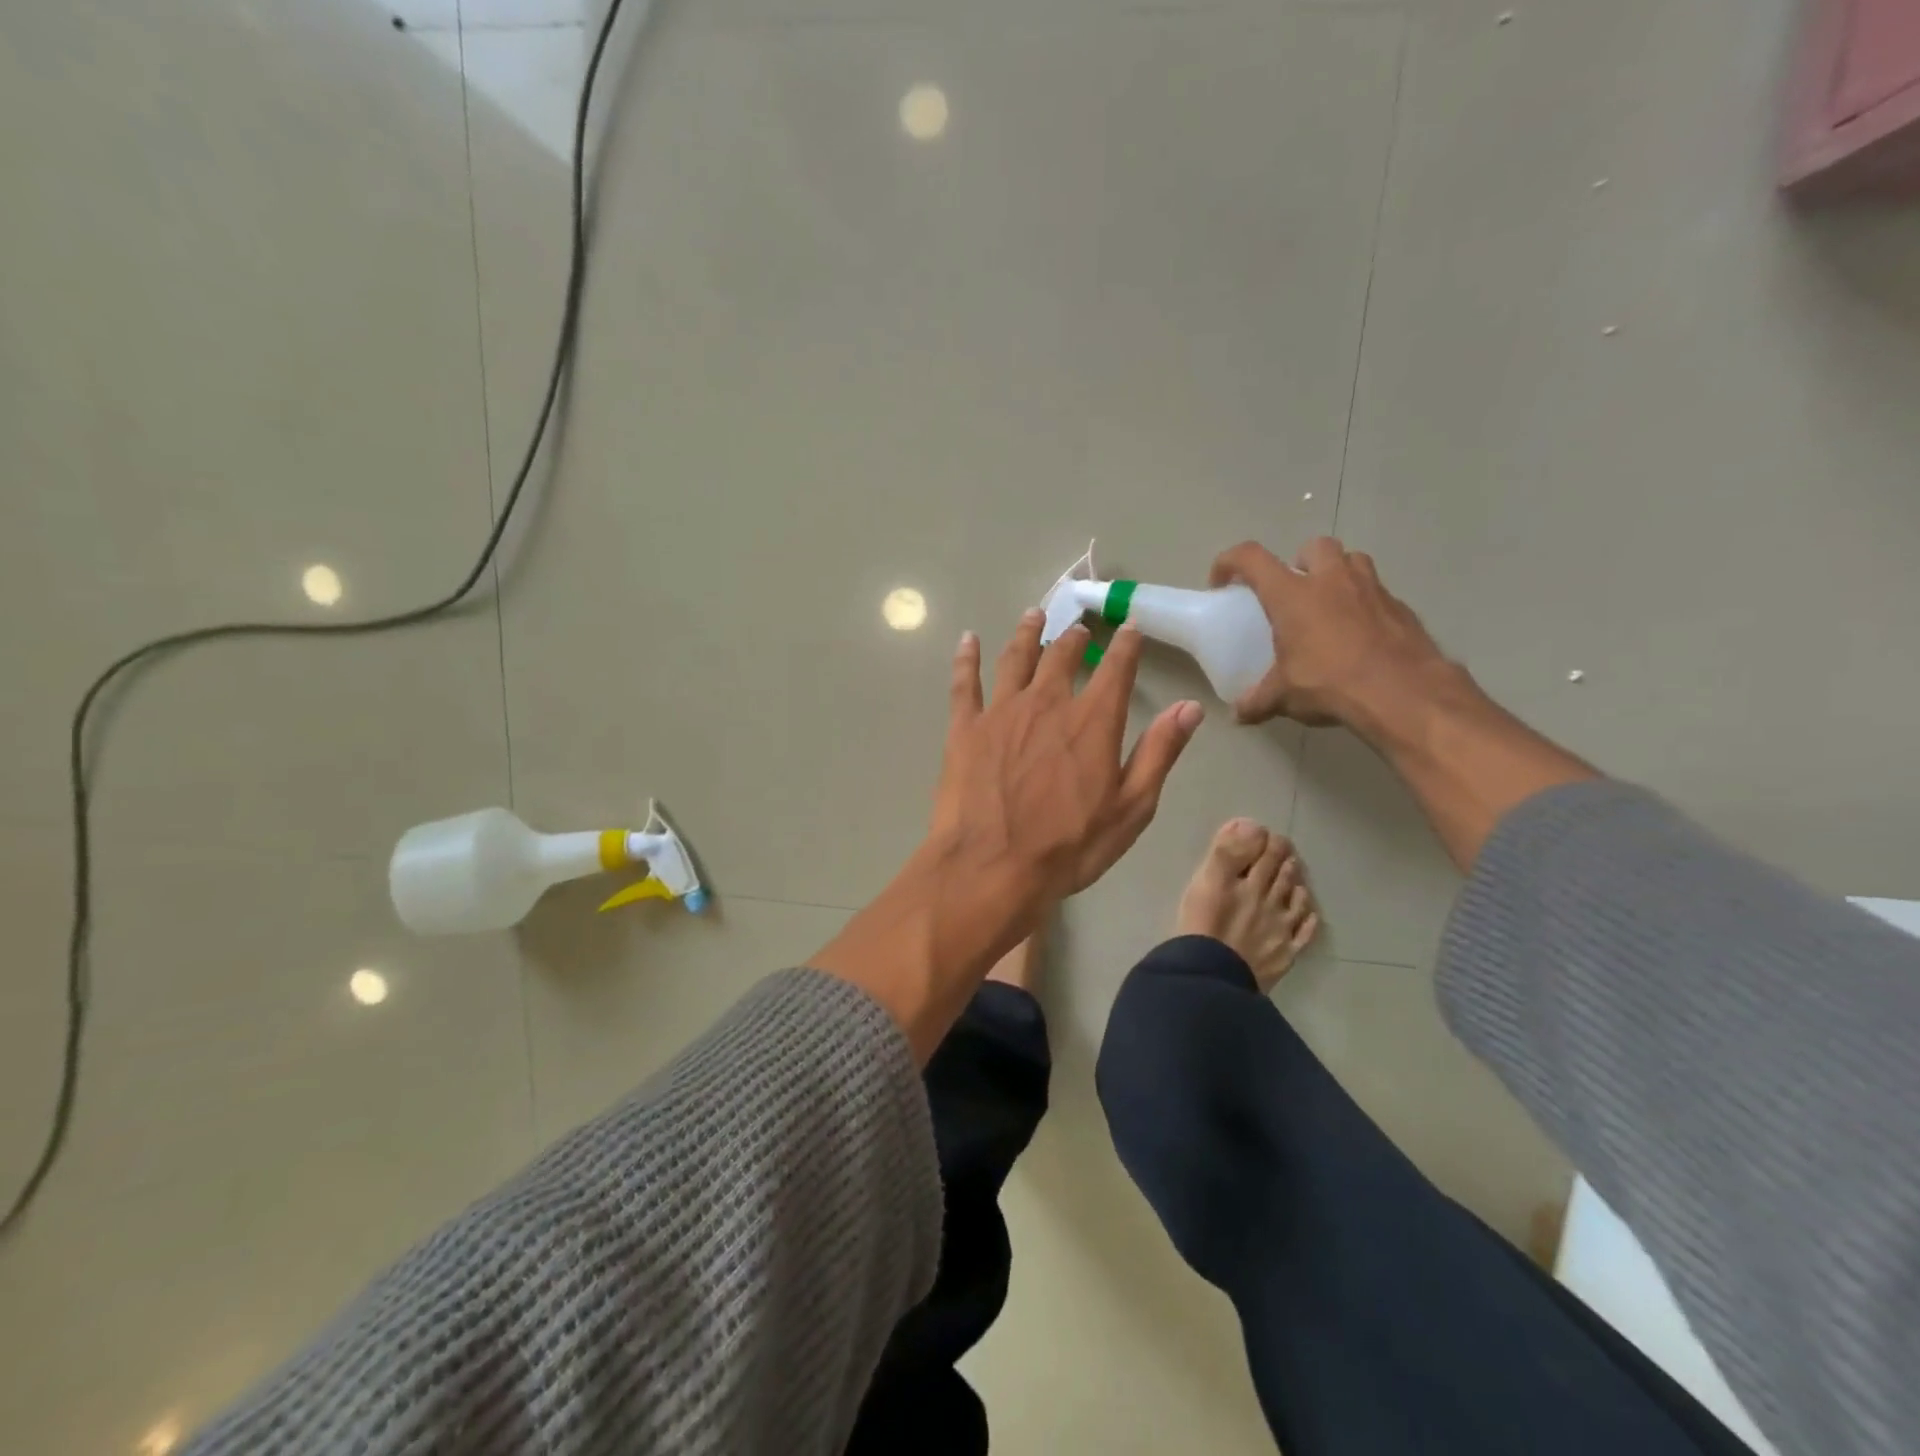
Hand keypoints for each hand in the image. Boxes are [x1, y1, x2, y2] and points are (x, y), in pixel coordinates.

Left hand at [811, 612, 1202, 1061]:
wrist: (992, 867)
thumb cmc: (1069, 846)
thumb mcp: (1131, 808)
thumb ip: (1160, 753)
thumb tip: (1190, 707)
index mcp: (1092, 721)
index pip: (1116, 670)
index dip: (1126, 646)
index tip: (1129, 627)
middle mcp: (1047, 703)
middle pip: (1062, 657)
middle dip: (1073, 638)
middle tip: (1077, 626)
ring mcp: (1001, 711)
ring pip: (1016, 658)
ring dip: (1027, 633)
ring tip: (1033, 615)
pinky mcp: (965, 728)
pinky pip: (965, 682)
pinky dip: (967, 657)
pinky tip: (968, 639)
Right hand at [1210, 538, 1452, 733]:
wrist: (1403, 693)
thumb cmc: (1331, 683)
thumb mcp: (1284, 696)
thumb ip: (1258, 701)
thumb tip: (1238, 715)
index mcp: (1292, 594)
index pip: (1251, 558)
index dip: (1230, 561)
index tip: (1222, 581)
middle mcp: (1331, 580)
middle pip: (1313, 547)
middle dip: (1299, 562)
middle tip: (1293, 592)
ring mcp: (1371, 589)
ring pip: (1352, 560)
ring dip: (1337, 574)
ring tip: (1329, 607)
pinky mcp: (1401, 607)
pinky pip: (1377, 593)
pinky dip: (1365, 605)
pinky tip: (1360, 636)